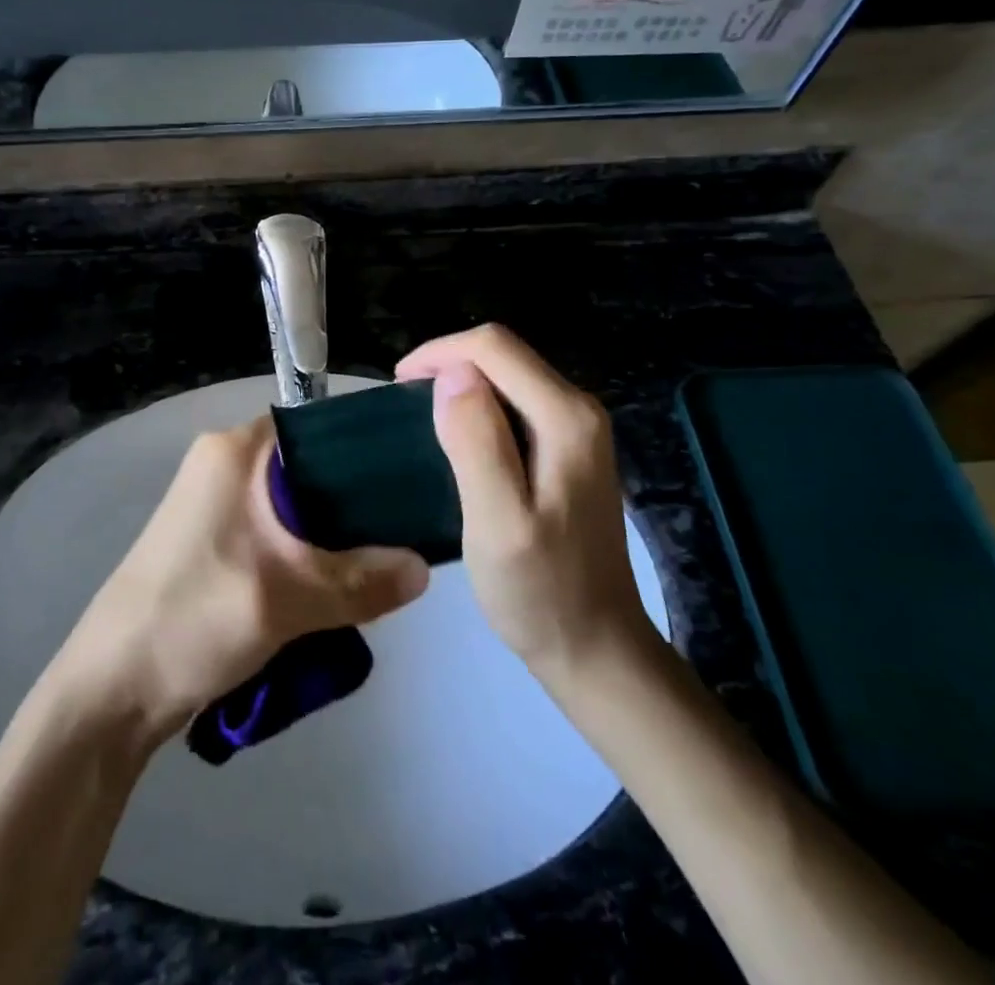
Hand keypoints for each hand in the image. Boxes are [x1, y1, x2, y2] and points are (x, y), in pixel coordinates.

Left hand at [51, 416, 429, 740]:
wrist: (114, 687)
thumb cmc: (196, 617)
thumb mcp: (289, 597)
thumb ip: (362, 581)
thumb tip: (427, 569)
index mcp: (234, 449)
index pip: (317, 427)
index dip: (365, 449)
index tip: (410, 478)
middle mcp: (223, 462)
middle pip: (309, 468)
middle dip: (354, 503)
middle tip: (404, 532)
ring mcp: (215, 502)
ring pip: (294, 505)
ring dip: (330, 535)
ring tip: (379, 562)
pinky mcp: (214, 539)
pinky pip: (275, 531)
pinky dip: (305, 553)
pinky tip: (338, 583)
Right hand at [397, 324, 658, 679]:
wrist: (595, 647)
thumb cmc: (540, 591)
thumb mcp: (498, 522)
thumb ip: (477, 442)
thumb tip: (452, 373)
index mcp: (565, 418)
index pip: (494, 347)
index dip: (440, 352)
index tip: (399, 385)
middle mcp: (579, 409)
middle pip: (504, 356)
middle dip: (449, 363)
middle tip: (406, 403)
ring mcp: (578, 429)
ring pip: (508, 377)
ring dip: (462, 385)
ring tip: (422, 417)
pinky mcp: (569, 448)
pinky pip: (515, 403)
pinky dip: (478, 407)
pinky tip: (457, 439)